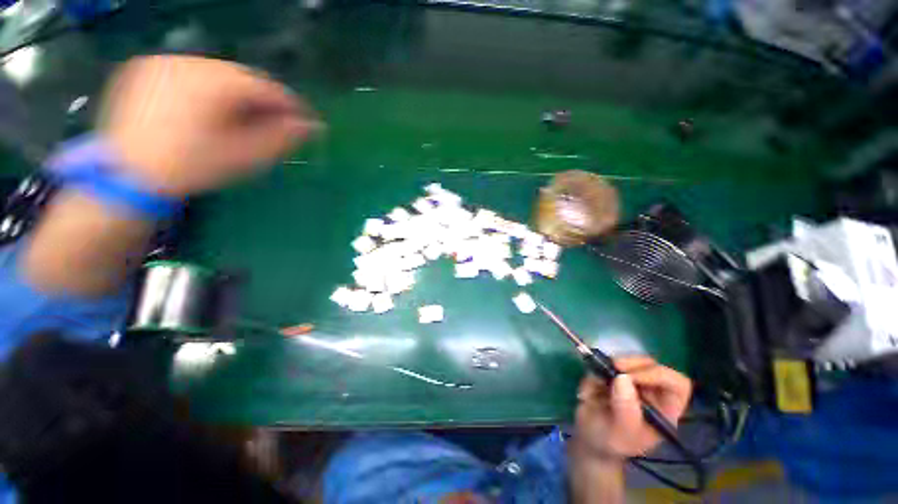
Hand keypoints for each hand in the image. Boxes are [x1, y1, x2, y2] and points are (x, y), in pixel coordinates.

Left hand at [99, 55, 318, 195]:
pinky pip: (189, 72)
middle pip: (242, 77)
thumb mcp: (246, 156)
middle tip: (275, 122)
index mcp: (215, 83)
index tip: (306, 121)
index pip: (268, 87)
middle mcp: (189, 61)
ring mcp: (163, 61)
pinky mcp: (145, 68)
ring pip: (216, 73)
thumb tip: (313, 126)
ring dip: (236, 93)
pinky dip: (207, 88)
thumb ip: (282, 137)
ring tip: (241, 117)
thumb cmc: (193, 167)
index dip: (292, 105)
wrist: (128, 177)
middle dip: (262, 100)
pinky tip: (208, 110)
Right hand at [573, 356, 691, 459]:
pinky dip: (596, 368)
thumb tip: (622, 378)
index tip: (632, 377)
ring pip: (626, 360)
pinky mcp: (612, 373)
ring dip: (609, 366)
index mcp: (665, 409)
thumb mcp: (621, 434)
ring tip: (595, 384)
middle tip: (611, 367)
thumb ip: (626, 410)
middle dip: (630, 363)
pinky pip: (605, 361)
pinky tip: (590, 387)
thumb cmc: (612, 442)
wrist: (589, 438)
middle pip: (650, 365)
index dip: (658, 375)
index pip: (676, 383)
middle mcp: (652, 391)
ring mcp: (631, 380)